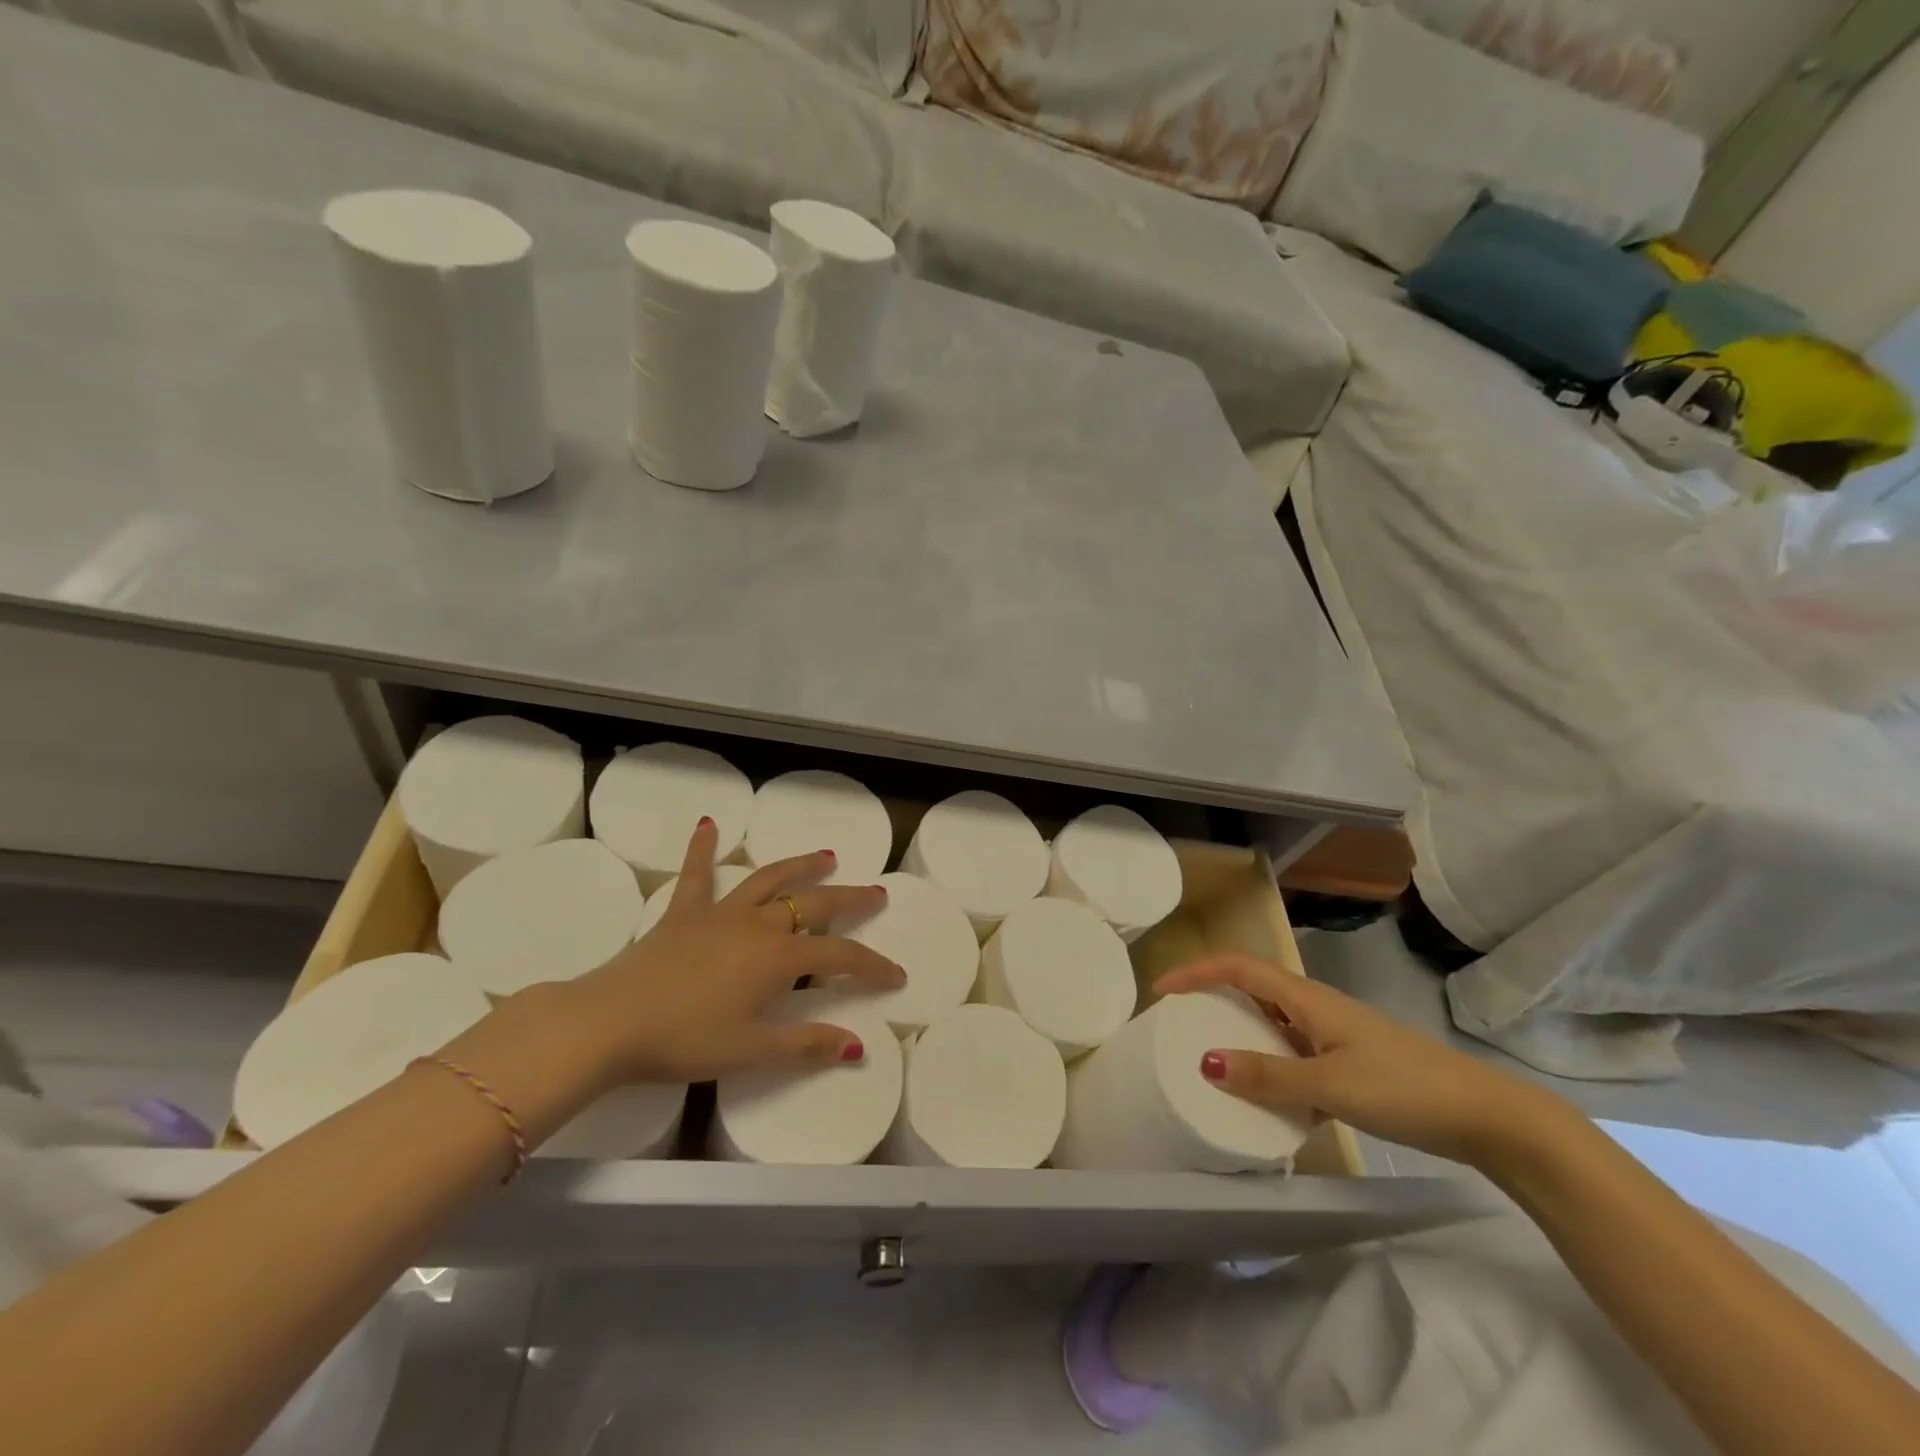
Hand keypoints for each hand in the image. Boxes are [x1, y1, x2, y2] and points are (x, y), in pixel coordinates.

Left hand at [567, 819, 904, 1084]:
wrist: (610, 1021)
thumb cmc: (683, 1040)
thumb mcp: (751, 1050)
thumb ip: (806, 1044)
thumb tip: (857, 1046)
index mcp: (778, 958)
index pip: (840, 956)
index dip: (872, 966)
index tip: (896, 975)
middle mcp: (758, 924)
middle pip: (815, 904)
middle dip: (850, 899)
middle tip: (876, 894)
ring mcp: (720, 912)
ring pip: (770, 879)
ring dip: (801, 865)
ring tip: (826, 855)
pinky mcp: (684, 911)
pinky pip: (697, 873)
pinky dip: (703, 847)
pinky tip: (708, 824)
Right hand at [1155, 953, 1575, 1168]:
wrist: (1487, 1116)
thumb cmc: (1405, 1089)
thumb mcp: (1330, 1086)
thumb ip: (1268, 1076)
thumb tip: (1205, 1062)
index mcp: (1307, 999)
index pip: (1238, 967)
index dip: (1196, 971)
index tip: (1161, 990)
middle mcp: (1316, 1007)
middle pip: (1252, 986)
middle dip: (1211, 995)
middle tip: (1178, 1021)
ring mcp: (1334, 1033)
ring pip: (1273, 1019)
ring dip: (1239, 1028)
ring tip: (1210, 1055)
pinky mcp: (1349, 1060)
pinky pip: (1293, 1049)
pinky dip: (1269, 1061)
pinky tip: (1266, 1094)